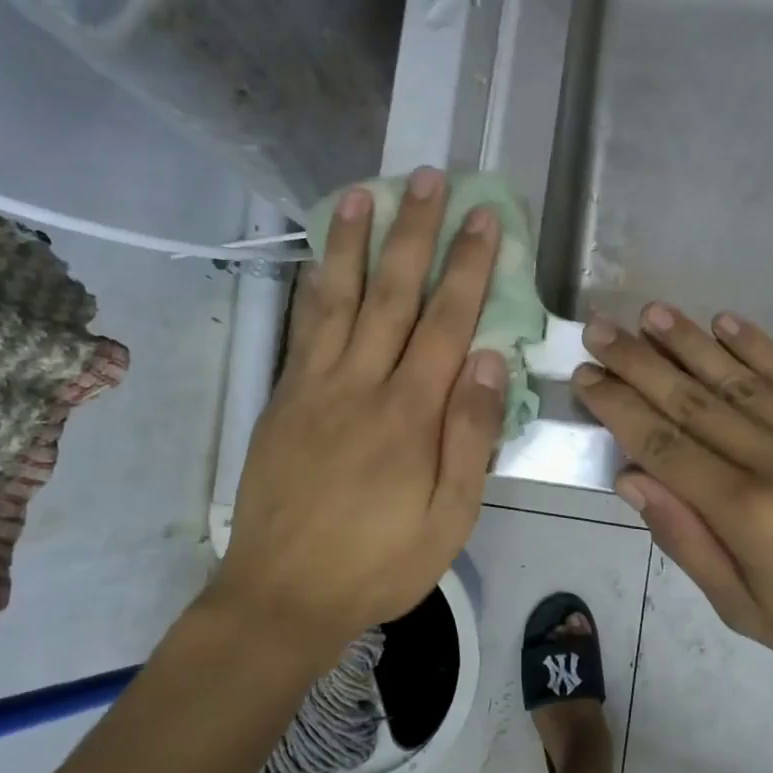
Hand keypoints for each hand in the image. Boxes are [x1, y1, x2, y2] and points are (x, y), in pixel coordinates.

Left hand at [210, 170, 507, 667]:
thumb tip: (489, 357)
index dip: (468, 265)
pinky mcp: (284, 399)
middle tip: (429, 178)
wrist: (283, 594)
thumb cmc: (379, 563)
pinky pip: (303, 329)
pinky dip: (316, 286)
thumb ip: (470, 435)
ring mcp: (315, 387)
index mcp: (409, 414)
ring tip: (365, 191)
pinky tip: (323, 260)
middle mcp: (361, 384)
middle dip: (416, 232)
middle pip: (394, 293)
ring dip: (355, 242)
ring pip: (340, 299)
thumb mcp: (449, 518)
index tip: (483, 217)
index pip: (447, 321)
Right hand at [572, 304, 772, 697]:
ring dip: (688, 342)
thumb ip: (687, 542)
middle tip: (599, 329)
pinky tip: (723, 321)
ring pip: (738, 379)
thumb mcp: (749, 611)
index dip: (618, 407)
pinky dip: (756, 346)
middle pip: (691, 402)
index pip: (663, 446)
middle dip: (637, 363)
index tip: (586, 376)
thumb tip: (632, 479)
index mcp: (745, 516)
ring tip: (649, 314)